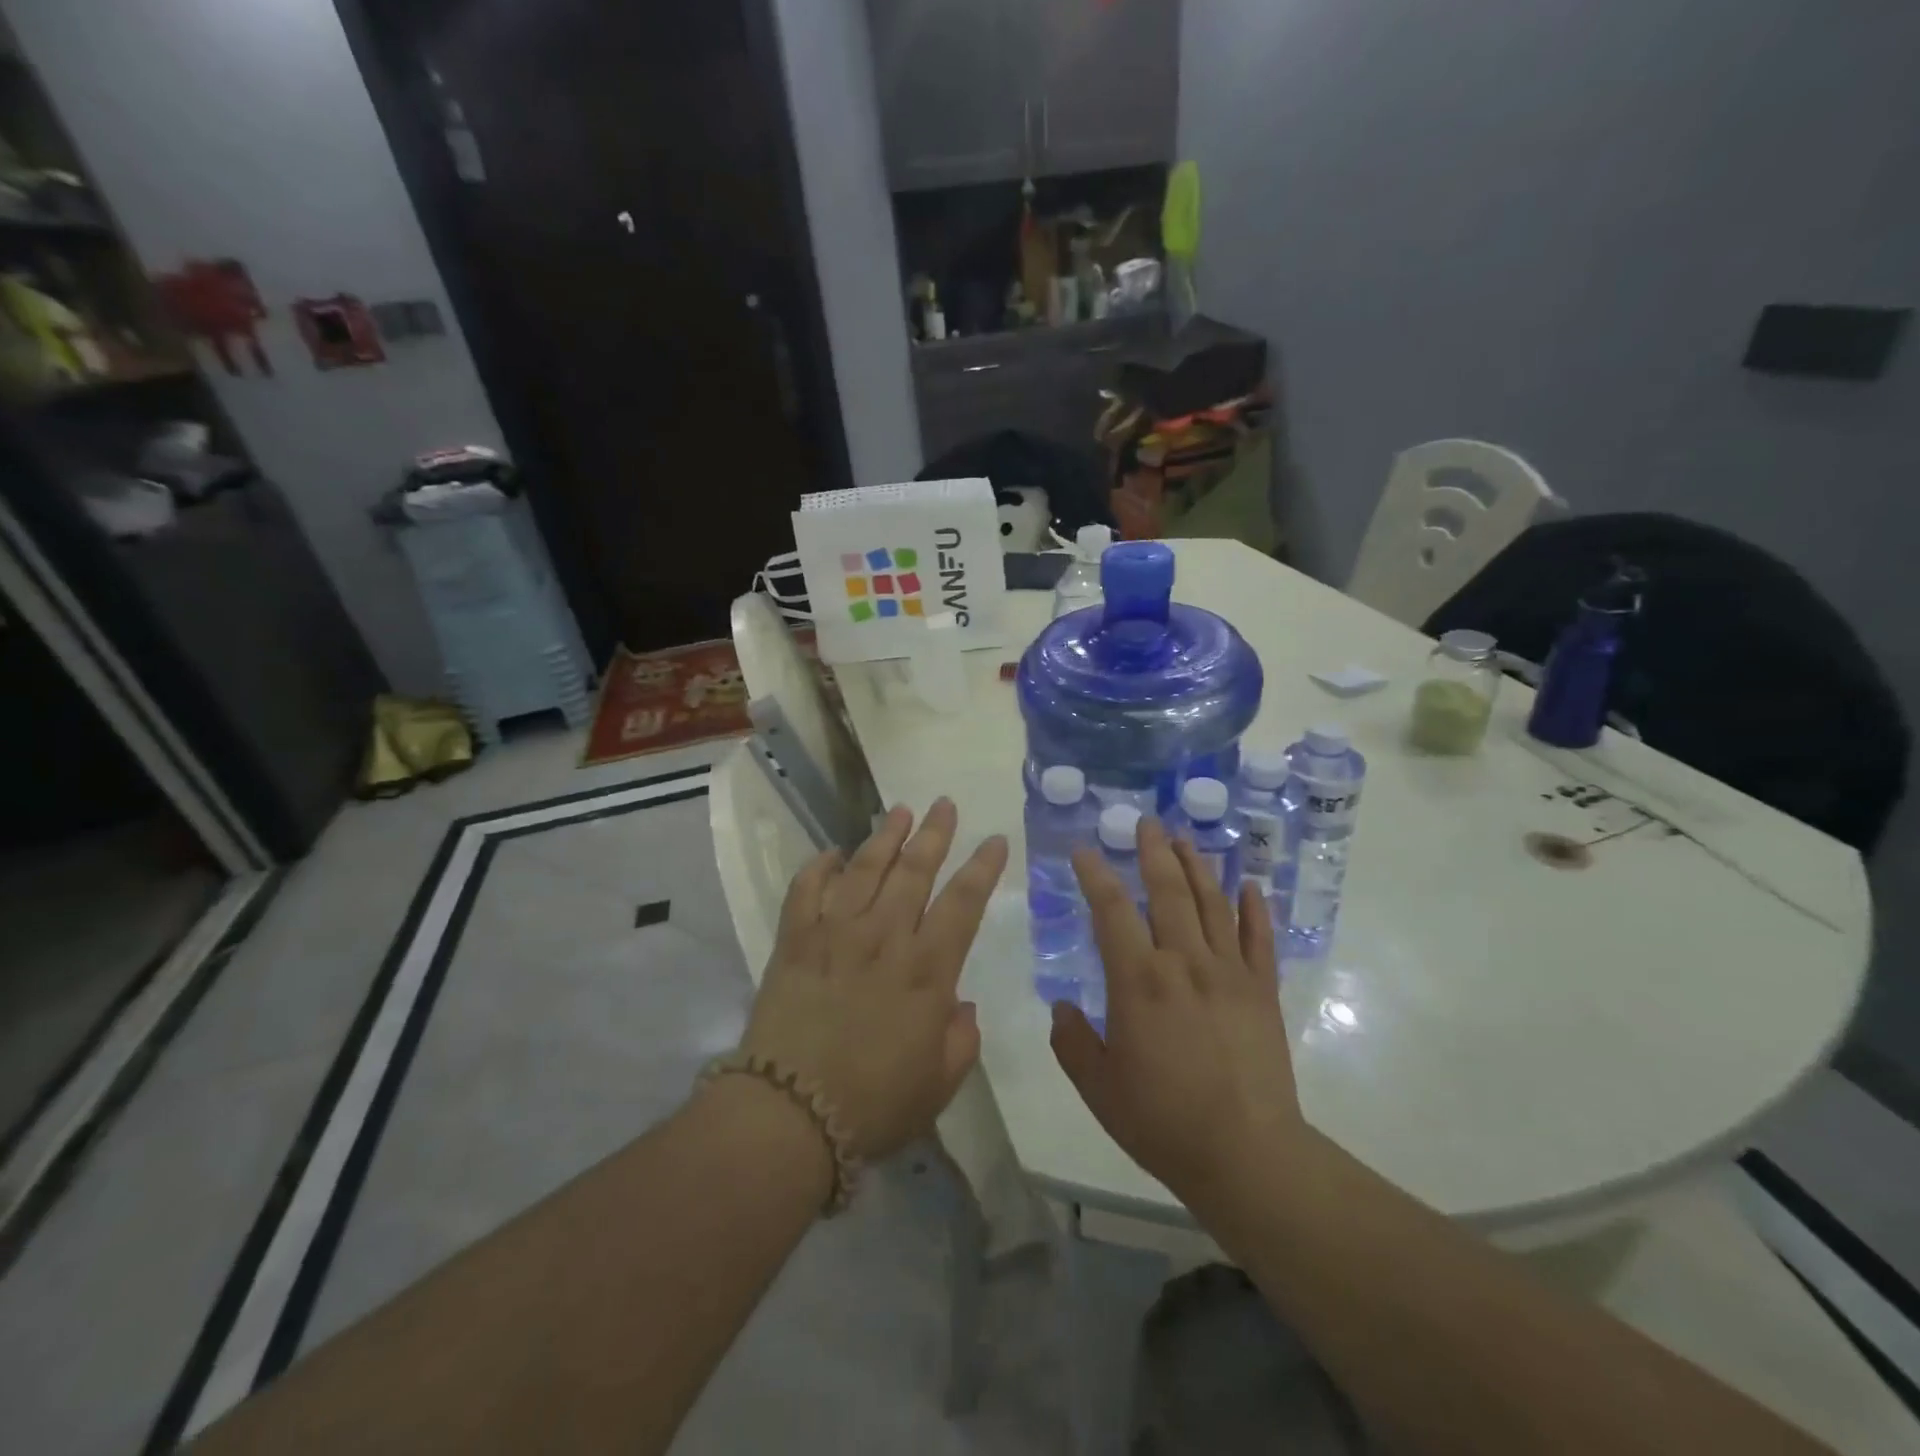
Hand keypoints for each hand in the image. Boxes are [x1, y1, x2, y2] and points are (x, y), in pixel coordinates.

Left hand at [740, 798, 1007, 1160]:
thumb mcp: (939, 1084)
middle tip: (944, 804)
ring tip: (899, 811)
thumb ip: (961, 1039)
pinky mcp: (794, 941)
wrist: (790, 1115)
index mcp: (927, 970)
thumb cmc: (874, 1105)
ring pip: (864, 869)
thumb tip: (961, 1005)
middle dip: (933, 834)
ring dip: (884, 837)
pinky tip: (830, 854)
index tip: (994, 839)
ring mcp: (835, 933)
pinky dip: (817, 867)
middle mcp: (884, 938)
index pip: (963, 903)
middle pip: (914, 871)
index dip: (982, 868)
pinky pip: (805, 890)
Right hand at [1051, 817, 1304, 1203]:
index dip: (1095, 875)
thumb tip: (1061, 1008)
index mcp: (1139, 980)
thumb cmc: (1162, 1120)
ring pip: (1212, 904)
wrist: (1246, 1155)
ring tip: (1185, 839)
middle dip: (1153, 852)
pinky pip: (1258, 938)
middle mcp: (1184, 962)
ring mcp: (1229, 972)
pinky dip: (1254, 908)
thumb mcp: (1098, 1086)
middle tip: (1146, 823)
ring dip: (1197, 866)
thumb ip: (1071, 1041)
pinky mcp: (1262, 990)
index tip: (1085, 851)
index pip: (1112, 910)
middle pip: (1167, 891)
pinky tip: (1250, 885)